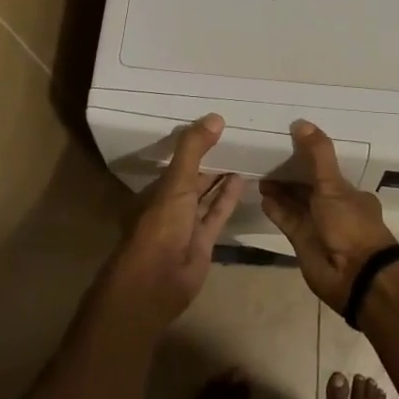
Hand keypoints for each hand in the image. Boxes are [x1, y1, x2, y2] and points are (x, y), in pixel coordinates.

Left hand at [104, 114, 239, 328]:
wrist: (157, 282)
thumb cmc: (160, 226)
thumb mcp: (176, 183)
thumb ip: (193, 150)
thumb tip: (216, 117)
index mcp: (155, 191)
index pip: (175, 162)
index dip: (193, 145)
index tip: (214, 127)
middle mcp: (169, 205)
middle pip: (192, 178)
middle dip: (209, 161)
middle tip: (235, 137)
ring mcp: (186, 225)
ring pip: (206, 195)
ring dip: (221, 178)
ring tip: (243, 154)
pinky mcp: (203, 242)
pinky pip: (217, 214)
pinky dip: (228, 198)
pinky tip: (244, 180)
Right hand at [259, 121, 398, 312]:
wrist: (356, 276)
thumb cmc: (350, 225)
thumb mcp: (334, 185)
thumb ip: (318, 155)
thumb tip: (300, 122)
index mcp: (349, 192)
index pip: (325, 169)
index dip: (308, 156)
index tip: (287, 141)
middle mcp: (334, 207)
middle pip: (308, 185)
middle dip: (290, 173)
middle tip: (265, 155)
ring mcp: (318, 225)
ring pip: (295, 202)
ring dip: (279, 190)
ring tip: (258, 173)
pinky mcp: (302, 242)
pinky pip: (287, 220)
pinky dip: (275, 209)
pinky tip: (262, 196)